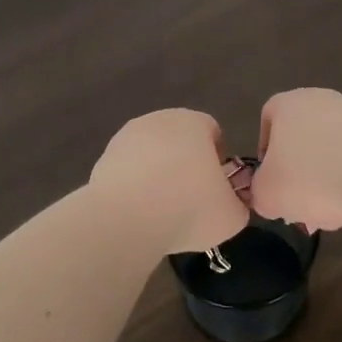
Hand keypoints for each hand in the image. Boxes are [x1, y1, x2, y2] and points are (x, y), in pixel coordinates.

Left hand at [88, 109, 250, 255]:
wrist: (126, 221)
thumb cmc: (189, 209)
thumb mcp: (233, 216)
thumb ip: (238, 203)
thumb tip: (230, 203)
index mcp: (193, 122)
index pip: (212, 131)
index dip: (218, 159)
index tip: (216, 187)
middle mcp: (158, 120)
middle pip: (180, 139)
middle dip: (186, 164)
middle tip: (191, 200)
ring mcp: (126, 138)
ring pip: (152, 154)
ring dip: (158, 174)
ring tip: (162, 210)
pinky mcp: (103, 159)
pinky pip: (128, 171)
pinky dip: (134, 186)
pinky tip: (138, 212)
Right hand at [250, 89, 341, 232]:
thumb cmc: (311, 175)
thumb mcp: (268, 195)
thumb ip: (259, 193)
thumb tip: (267, 194)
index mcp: (288, 104)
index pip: (268, 118)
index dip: (265, 151)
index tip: (270, 179)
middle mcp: (321, 101)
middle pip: (301, 140)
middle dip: (298, 176)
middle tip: (298, 206)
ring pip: (329, 153)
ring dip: (325, 184)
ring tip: (326, 215)